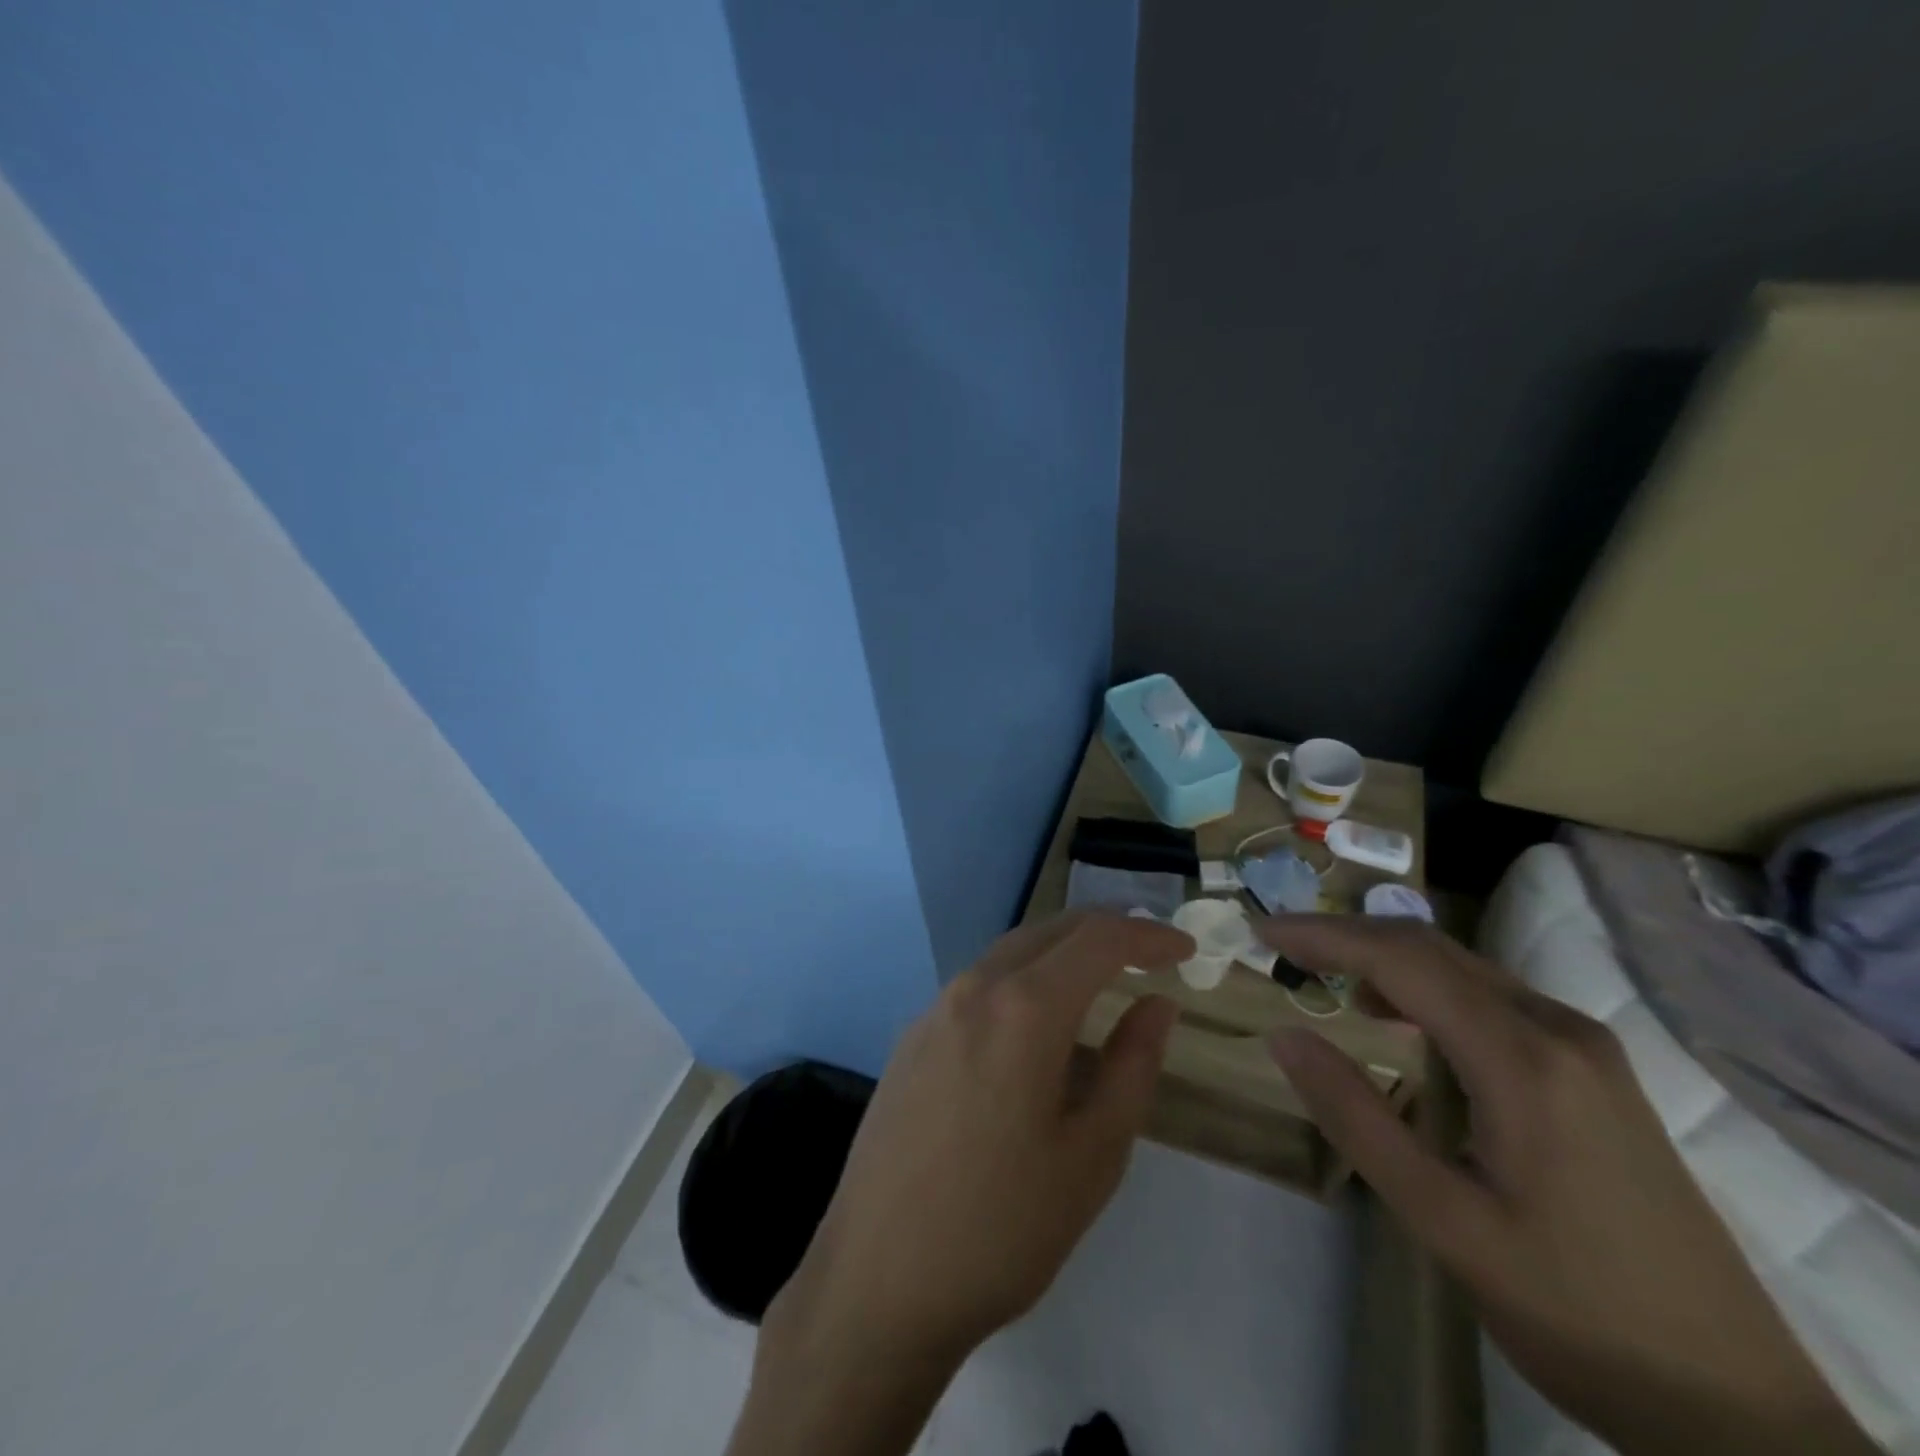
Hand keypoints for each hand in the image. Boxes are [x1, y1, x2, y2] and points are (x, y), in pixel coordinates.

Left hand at [727, 912, 1192, 1455]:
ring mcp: (934, 1009)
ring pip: (1010, 953)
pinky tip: (1035, 1024)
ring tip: (1100, 979)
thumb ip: (1132, 1066)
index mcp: (1024, 1008)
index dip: (1147, 936)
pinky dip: (1022, 980)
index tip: (1185, 952)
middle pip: (1050, 931)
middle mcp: (974, 988)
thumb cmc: (1002, 1226)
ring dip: (1061, 953)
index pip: (1097, 939)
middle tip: (1149, 954)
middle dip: (1105, 930)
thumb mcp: (1093, 1154)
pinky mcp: (912, 1037)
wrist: (878, 1279)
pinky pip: (979, 985)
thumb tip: (1157, 1005)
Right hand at [1261, 915, 1876, 1455]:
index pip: (1401, 961)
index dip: (1323, 935)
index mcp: (1523, 1060)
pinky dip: (1426, 987)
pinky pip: (1492, 997)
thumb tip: (1285, 1035)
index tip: (1262, 928)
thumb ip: (1357, 1118)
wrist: (1734, 1404)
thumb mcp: (1444, 1220)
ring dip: (1385, 959)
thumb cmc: (1574, 1310)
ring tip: (1323, 971)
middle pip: (1433, 949)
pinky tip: (1399, 1017)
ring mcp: (1586, 1047)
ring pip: (1464, 968)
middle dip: (1348, 935)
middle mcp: (1559, 1030)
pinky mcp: (1595, 1071)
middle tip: (1282, 942)